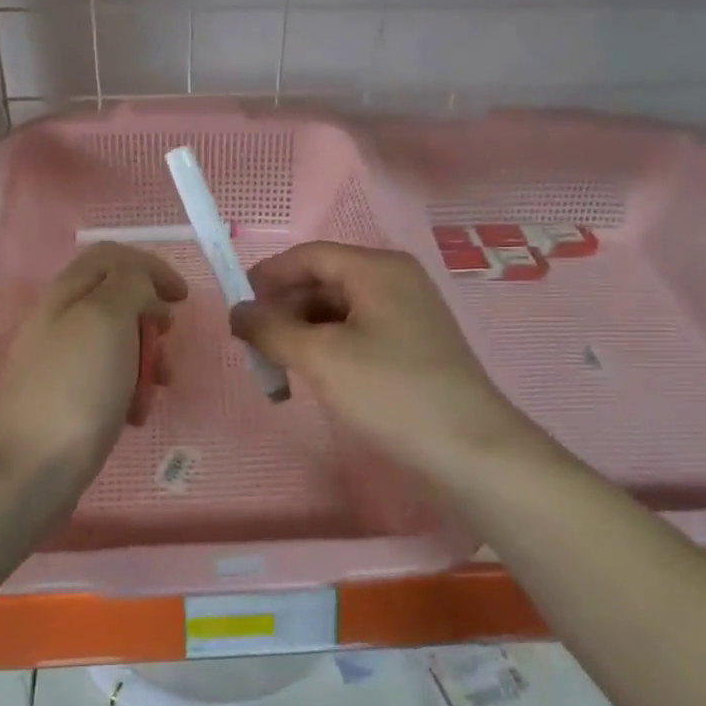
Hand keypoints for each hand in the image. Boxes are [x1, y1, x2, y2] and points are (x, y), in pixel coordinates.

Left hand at [0, 244, 187, 493]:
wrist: (30, 467)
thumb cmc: (77, 386)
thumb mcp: (107, 318)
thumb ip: (130, 285)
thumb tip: (143, 285)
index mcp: (68, 292)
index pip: (113, 257)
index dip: (152, 268)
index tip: (182, 299)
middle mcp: (61, 320)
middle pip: (117, 299)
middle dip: (151, 318)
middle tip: (167, 341)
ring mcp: (62, 362)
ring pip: (118, 343)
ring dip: (147, 358)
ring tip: (160, 385)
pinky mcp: (68, 400)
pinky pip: (109, 381)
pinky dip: (130, 390)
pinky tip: (136, 415)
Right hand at [231, 243, 544, 483]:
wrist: (470, 449)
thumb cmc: (391, 392)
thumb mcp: (321, 357)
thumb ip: (271, 329)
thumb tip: (236, 311)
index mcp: (377, 269)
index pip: (310, 256)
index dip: (268, 277)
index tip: (235, 306)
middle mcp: (395, 281)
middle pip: (324, 281)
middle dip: (284, 309)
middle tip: (252, 344)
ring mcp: (407, 315)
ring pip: (339, 311)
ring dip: (302, 332)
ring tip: (276, 365)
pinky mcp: (412, 348)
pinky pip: (357, 334)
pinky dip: (328, 348)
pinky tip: (311, 375)